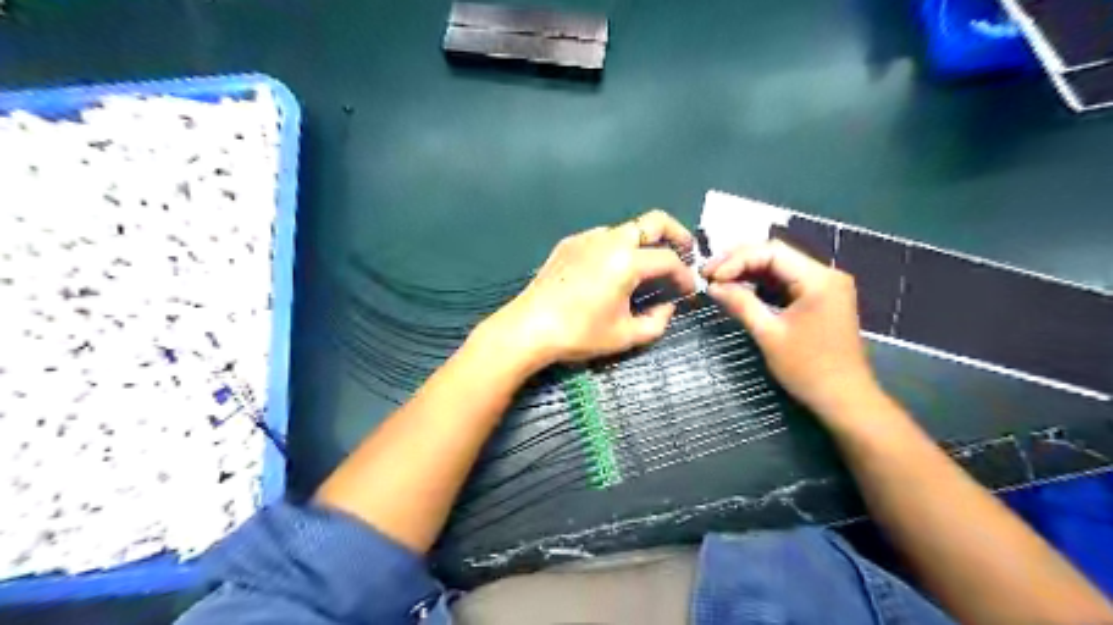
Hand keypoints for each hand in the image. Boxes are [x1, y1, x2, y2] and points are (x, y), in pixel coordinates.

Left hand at [478, 209, 693, 374]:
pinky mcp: (569, 243)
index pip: (669, 259)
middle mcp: (610, 239)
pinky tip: (610, 271)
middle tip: (684, 252)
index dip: (684, 274)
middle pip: (653, 221)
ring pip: (626, 228)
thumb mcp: (625, 336)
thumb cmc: (579, 333)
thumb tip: (668, 307)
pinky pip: (602, 237)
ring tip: (645, 267)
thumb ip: (657, 322)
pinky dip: (617, 247)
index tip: (688, 290)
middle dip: (676, 233)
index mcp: (627, 261)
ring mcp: (587, 237)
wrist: (529, 327)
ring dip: (644, 242)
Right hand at [708, 238, 882, 420]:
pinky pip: (787, 282)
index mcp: (818, 279)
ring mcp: (826, 286)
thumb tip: (713, 287)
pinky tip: (741, 290)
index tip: (710, 276)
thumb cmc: (808, 369)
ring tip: (719, 281)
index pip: (771, 252)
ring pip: (780, 267)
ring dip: (749, 272)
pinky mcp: (821, 299)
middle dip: (740, 262)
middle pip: (776, 255)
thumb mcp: (769, 335)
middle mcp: (826, 274)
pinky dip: (763, 285)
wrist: (845, 400)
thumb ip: (741, 304)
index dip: (736, 260)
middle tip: (709, 274)